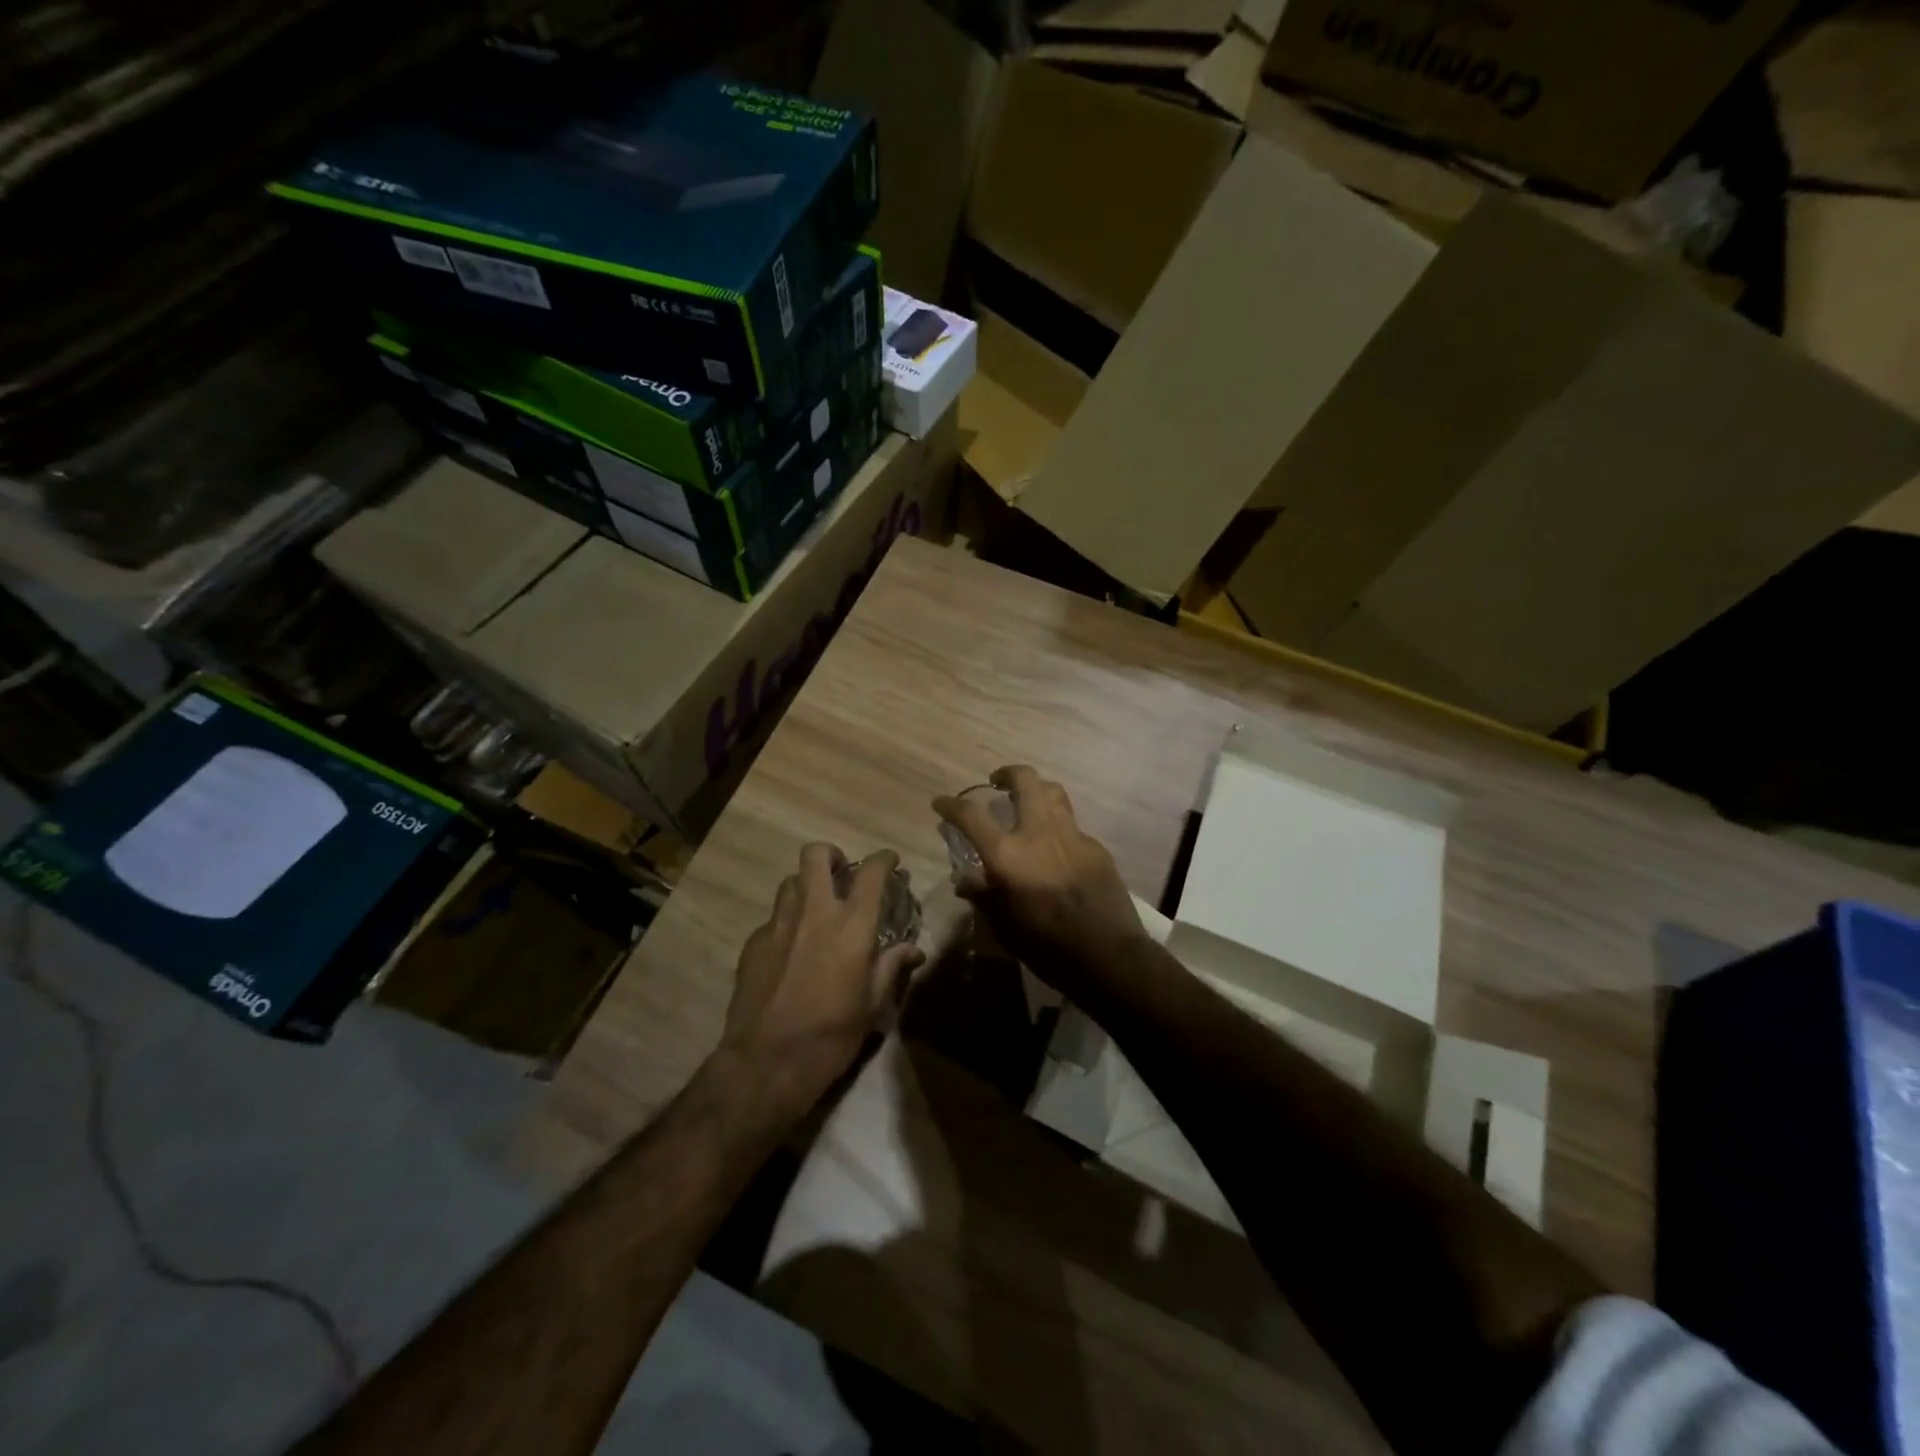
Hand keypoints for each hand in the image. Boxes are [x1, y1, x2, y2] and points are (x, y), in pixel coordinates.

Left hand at [718, 844, 924, 1121]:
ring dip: (807, 886)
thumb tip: (913, 950)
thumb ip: (891, 967)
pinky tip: (793, 949)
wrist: (766, 1063)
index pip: (871, 872)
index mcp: (851, 925)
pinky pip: (774, 917)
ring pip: (791, 881)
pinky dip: (788, 922)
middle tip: (843, 872)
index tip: (890, 861)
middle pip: (816, 855)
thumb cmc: (831, 1035)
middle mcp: (814, 912)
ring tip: (817, 909)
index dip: (884, 859)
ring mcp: (778, 924)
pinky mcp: (753, 943)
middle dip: (832, 855)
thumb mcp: (872, 1005)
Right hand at [933, 766, 1147, 994]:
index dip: (951, 805)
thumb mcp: (1003, 926)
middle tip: (997, 782)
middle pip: (1025, 780)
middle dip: (1007, 773)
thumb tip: (965, 879)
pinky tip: (1055, 849)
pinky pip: (1072, 825)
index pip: (971, 815)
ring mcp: (1072, 836)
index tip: (941, 803)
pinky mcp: (1096, 847)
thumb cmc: (1046, 946)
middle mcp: (1039, 833)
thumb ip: (982, 895)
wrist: (1107, 956)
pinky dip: (1057, 827)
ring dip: (1036, 790)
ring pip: (1053, 792)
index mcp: (1008, 854)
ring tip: (1027, 803)